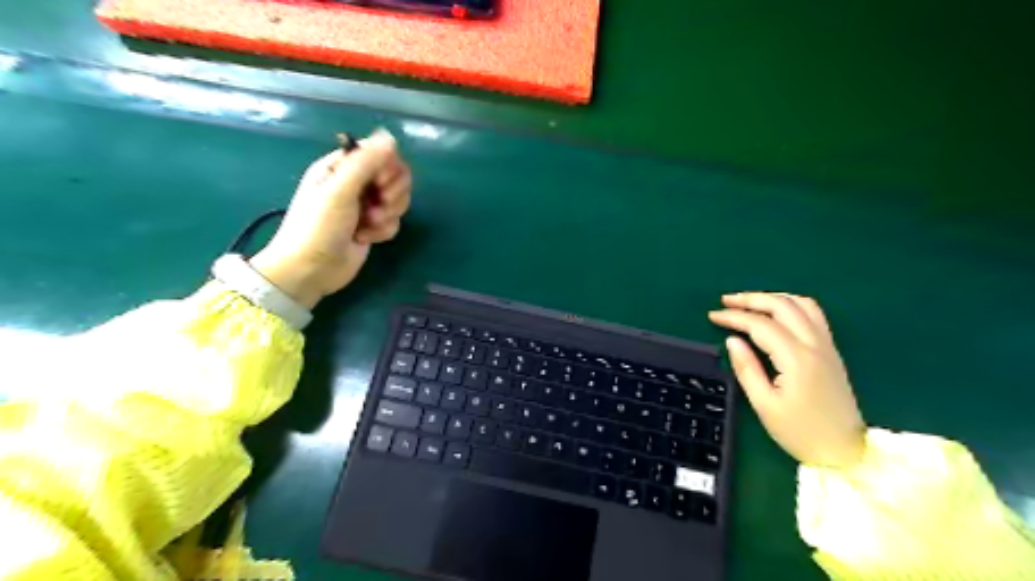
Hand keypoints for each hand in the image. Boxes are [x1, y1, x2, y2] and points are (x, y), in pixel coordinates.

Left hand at [249, 129, 412, 310]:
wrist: (311, 270)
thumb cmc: (318, 227)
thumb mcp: (339, 191)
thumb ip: (365, 163)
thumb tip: (391, 138)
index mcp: (341, 167)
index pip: (380, 153)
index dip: (387, 167)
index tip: (380, 183)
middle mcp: (355, 183)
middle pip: (394, 175)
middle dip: (393, 192)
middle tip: (379, 204)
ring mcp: (365, 206)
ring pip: (397, 199)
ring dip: (389, 213)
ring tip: (369, 224)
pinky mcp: (373, 227)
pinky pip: (394, 221)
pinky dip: (383, 230)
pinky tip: (366, 238)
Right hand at [709, 294, 866, 468]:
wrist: (845, 451)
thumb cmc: (800, 432)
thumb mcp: (765, 405)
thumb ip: (747, 369)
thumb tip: (732, 340)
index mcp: (796, 359)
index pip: (761, 325)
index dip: (734, 317)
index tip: (713, 316)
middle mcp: (815, 345)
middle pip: (782, 306)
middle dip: (751, 299)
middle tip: (726, 301)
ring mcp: (827, 345)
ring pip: (801, 304)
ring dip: (772, 297)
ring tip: (749, 302)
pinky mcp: (831, 350)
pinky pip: (813, 314)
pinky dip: (791, 304)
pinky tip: (777, 311)